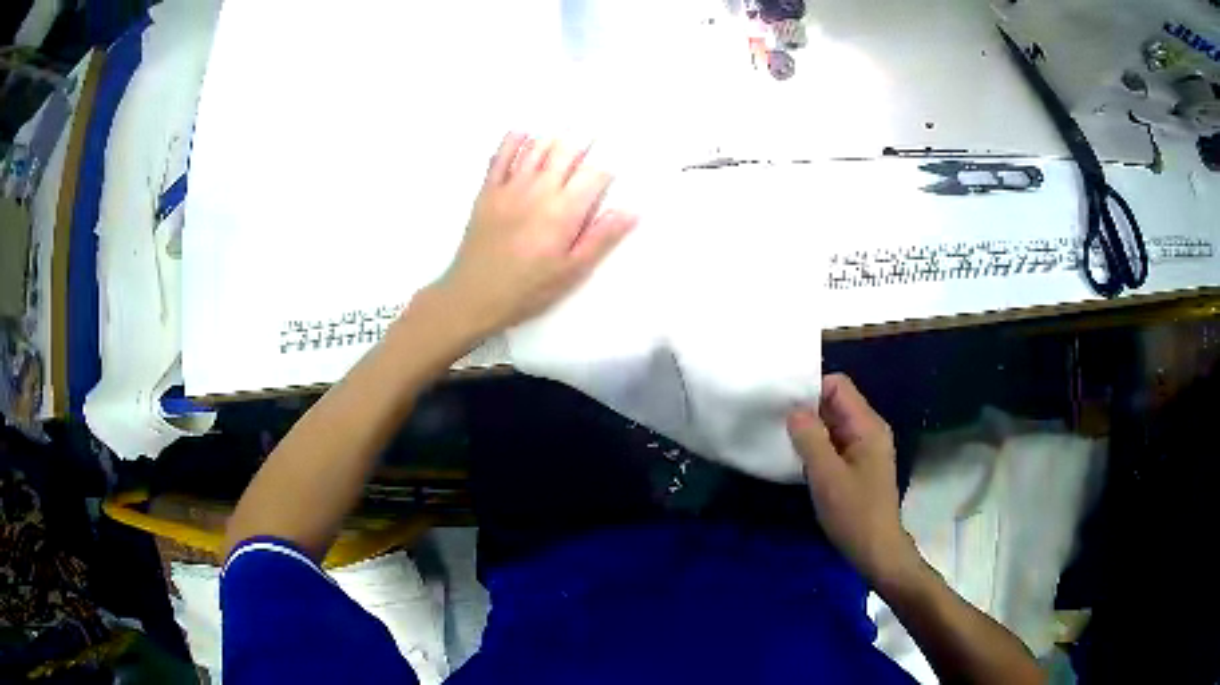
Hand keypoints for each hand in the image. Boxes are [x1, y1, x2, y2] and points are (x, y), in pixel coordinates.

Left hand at [433, 132, 638, 337]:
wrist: (473, 296)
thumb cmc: (528, 289)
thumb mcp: (572, 271)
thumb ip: (601, 238)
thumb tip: (631, 211)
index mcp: (564, 211)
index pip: (593, 175)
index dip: (607, 167)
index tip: (614, 164)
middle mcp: (539, 190)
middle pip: (565, 152)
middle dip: (582, 140)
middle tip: (593, 129)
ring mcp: (510, 187)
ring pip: (535, 148)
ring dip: (553, 136)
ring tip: (565, 127)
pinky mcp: (487, 191)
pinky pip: (501, 157)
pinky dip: (513, 141)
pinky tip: (522, 133)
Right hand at [787, 374, 918, 584]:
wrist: (875, 550)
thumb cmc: (854, 513)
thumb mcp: (827, 476)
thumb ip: (810, 439)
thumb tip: (794, 411)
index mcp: (868, 426)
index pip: (838, 386)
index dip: (811, 391)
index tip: (783, 407)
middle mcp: (870, 430)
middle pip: (836, 403)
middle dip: (807, 410)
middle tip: (776, 424)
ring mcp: (865, 448)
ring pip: (833, 424)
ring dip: (811, 431)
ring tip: (783, 441)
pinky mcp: (859, 465)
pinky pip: (835, 443)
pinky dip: (817, 447)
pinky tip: (799, 461)